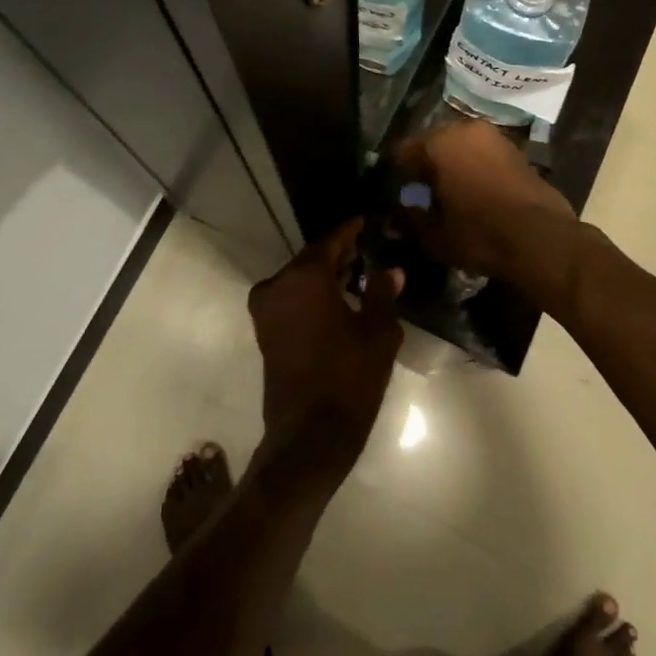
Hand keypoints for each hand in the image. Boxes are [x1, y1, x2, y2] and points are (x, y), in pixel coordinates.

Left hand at [247, 220, 403, 481]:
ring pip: (299, 279)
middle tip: (367, 246)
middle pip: (311, 259)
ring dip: (325, 274)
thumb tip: (389, 270)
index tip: (367, 221)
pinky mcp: (265, 332)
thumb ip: (382, 293)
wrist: (309, 435)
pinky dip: (312, 293)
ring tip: (358, 270)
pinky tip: (338, 298)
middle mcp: (277, 285)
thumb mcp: (378, 333)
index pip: (330, 241)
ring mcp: (266, 310)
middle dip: (339, 253)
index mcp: (304, 277)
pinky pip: (291, 298)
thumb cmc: (349, 378)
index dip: (350, 230)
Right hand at [394, 118, 575, 278]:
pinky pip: (482, 155)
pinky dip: (473, 169)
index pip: (402, 152)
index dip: (395, 176)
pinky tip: (473, 194)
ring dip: (451, 166)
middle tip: (420, 194)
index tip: (394, 195)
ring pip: (460, 148)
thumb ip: (409, 221)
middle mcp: (465, 129)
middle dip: (424, 167)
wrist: (540, 239)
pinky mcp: (516, 150)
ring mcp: (494, 137)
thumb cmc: (478, 233)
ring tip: (447, 195)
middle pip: (432, 145)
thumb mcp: (433, 235)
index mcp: (438, 142)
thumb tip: (394, 218)